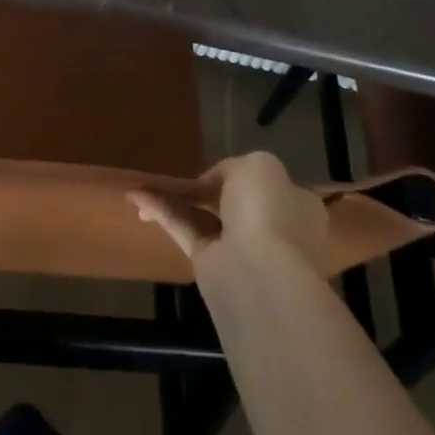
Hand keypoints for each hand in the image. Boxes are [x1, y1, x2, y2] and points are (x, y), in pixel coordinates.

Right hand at [130, 151, 327, 272]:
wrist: (258, 270)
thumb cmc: (267, 210)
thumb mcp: (258, 165)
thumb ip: (234, 166)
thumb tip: (213, 183)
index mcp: (295, 204)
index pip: (266, 184)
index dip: (238, 175)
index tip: (212, 170)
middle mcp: (273, 227)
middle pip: (232, 202)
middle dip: (202, 191)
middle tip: (176, 181)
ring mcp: (243, 248)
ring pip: (204, 217)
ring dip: (176, 201)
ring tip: (143, 187)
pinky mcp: (212, 264)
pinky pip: (186, 232)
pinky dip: (163, 215)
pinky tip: (139, 199)